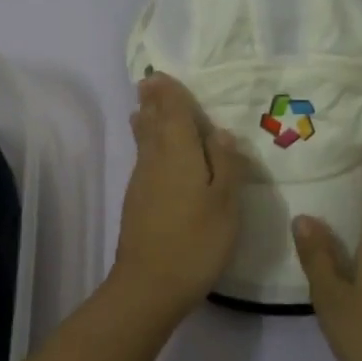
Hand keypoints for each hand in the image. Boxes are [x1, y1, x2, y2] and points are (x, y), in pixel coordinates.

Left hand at [111, 73, 245, 317]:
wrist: (149, 285)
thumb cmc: (195, 242)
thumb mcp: (225, 203)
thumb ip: (225, 164)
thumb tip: (220, 132)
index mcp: (178, 154)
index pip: (172, 113)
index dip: (170, 93)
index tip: (163, 75)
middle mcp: (154, 161)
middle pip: (152, 123)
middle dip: (153, 102)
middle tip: (149, 81)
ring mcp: (141, 182)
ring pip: (144, 141)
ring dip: (146, 121)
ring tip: (144, 106)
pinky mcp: (136, 202)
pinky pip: (143, 159)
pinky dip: (146, 144)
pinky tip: (150, 150)